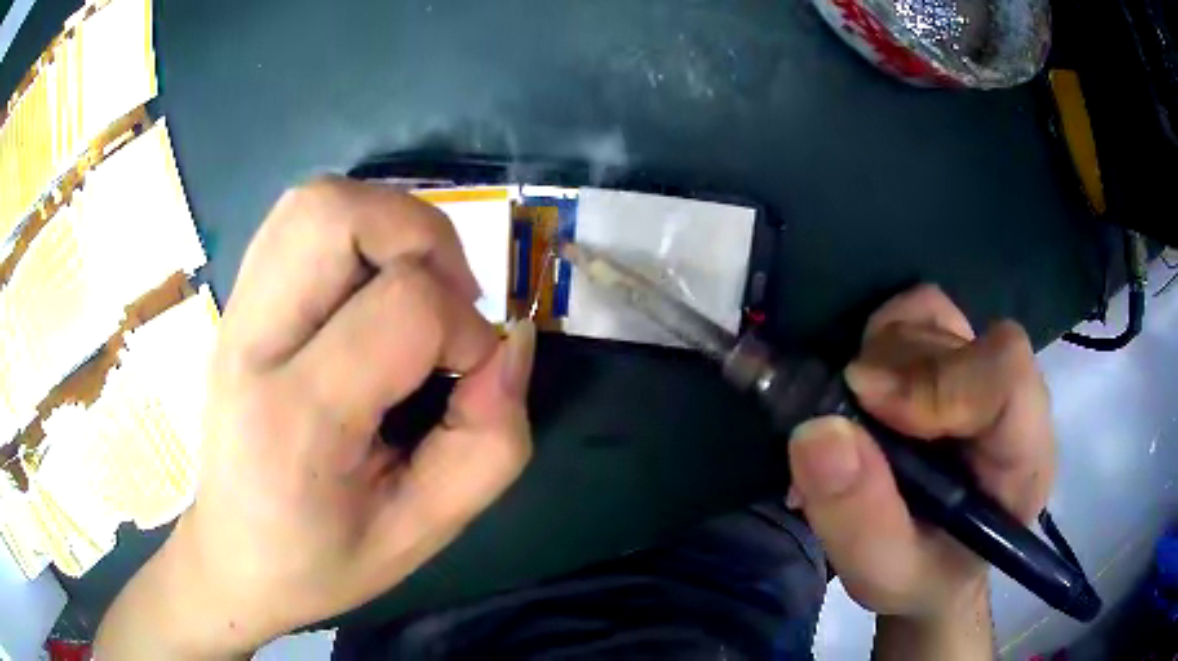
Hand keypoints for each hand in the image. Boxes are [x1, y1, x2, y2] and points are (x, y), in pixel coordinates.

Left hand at [97, 177, 534, 657]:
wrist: (235, 555)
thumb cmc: (323, 561)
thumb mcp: (424, 532)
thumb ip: (490, 444)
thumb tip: (511, 345)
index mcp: (295, 421)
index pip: (402, 308)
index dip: (467, 333)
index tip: (471, 380)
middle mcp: (251, 343)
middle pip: (335, 213)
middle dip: (423, 238)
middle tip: (449, 302)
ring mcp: (236, 312)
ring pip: (315, 200)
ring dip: (389, 225)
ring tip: (414, 290)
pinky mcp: (239, 301)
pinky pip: (301, 221)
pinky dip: (357, 232)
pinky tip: (371, 291)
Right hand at [786, 285, 1053, 650]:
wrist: (936, 563)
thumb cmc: (923, 574)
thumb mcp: (884, 574)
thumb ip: (857, 519)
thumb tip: (816, 430)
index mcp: (1024, 458)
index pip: (1007, 375)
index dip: (938, 378)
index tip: (866, 403)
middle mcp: (1014, 398)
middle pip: (954, 341)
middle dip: (890, 375)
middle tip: (844, 427)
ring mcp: (984, 366)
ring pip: (929, 316)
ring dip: (878, 358)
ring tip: (857, 421)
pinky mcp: (955, 352)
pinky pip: (915, 311)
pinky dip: (880, 337)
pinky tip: (869, 390)